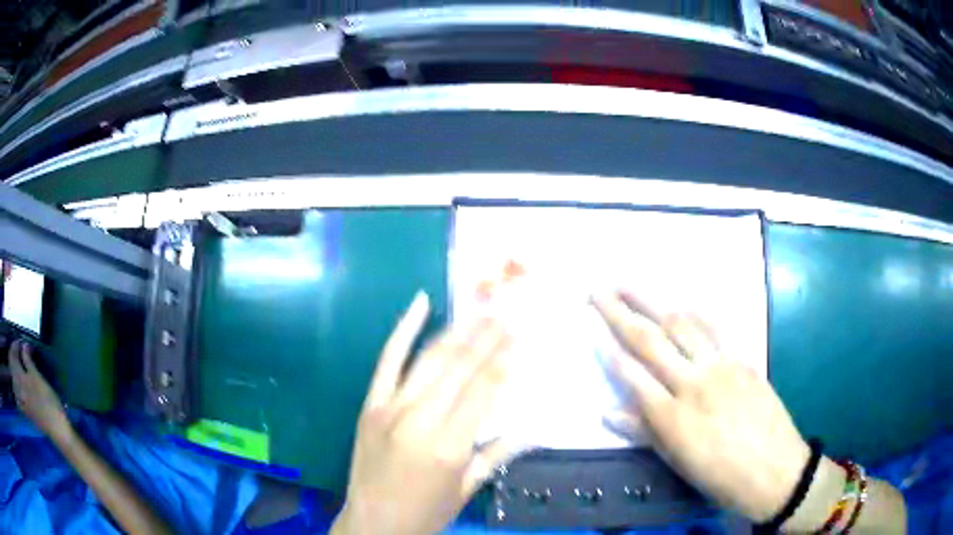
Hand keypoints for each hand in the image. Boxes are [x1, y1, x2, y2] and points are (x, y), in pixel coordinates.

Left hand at [8, 340, 70, 440]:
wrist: (56, 428)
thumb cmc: (48, 400)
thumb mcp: (38, 377)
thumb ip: (28, 361)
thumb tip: (23, 345)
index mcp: (21, 377)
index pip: (14, 355)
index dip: (15, 346)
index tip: (20, 342)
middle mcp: (20, 388)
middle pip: (12, 369)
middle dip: (13, 358)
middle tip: (16, 352)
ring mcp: (23, 402)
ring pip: (14, 386)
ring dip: (13, 375)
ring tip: (15, 370)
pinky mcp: (27, 412)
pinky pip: (19, 403)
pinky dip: (17, 397)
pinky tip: (17, 395)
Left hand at [333, 292, 519, 534]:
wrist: (373, 523)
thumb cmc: (425, 512)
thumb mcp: (467, 489)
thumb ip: (497, 454)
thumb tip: (532, 428)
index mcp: (448, 446)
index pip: (483, 391)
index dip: (503, 360)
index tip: (520, 336)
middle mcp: (418, 420)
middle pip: (459, 368)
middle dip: (487, 337)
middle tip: (507, 312)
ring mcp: (389, 407)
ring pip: (429, 359)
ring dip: (458, 330)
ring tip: (481, 309)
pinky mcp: (370, 404)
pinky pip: (388, 360)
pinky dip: (404, 329)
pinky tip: (420, 302)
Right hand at [592, 293, 808, 522]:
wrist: (776, 470)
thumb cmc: (721, 477)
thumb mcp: (679, 463)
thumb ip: (644, 433)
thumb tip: (607, 411)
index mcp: (673, 418)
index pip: (632, 376)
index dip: (607, 351)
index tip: (590, 328)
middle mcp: (693, 383)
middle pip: (650, 341)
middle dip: (619, 312)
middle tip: (597, 289)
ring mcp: (720, 366)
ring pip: (681, 324)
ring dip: (652, 300)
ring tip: (629, 282)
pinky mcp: (742, 359)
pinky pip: (714, 329)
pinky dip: (694, 311)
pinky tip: (681, 298)